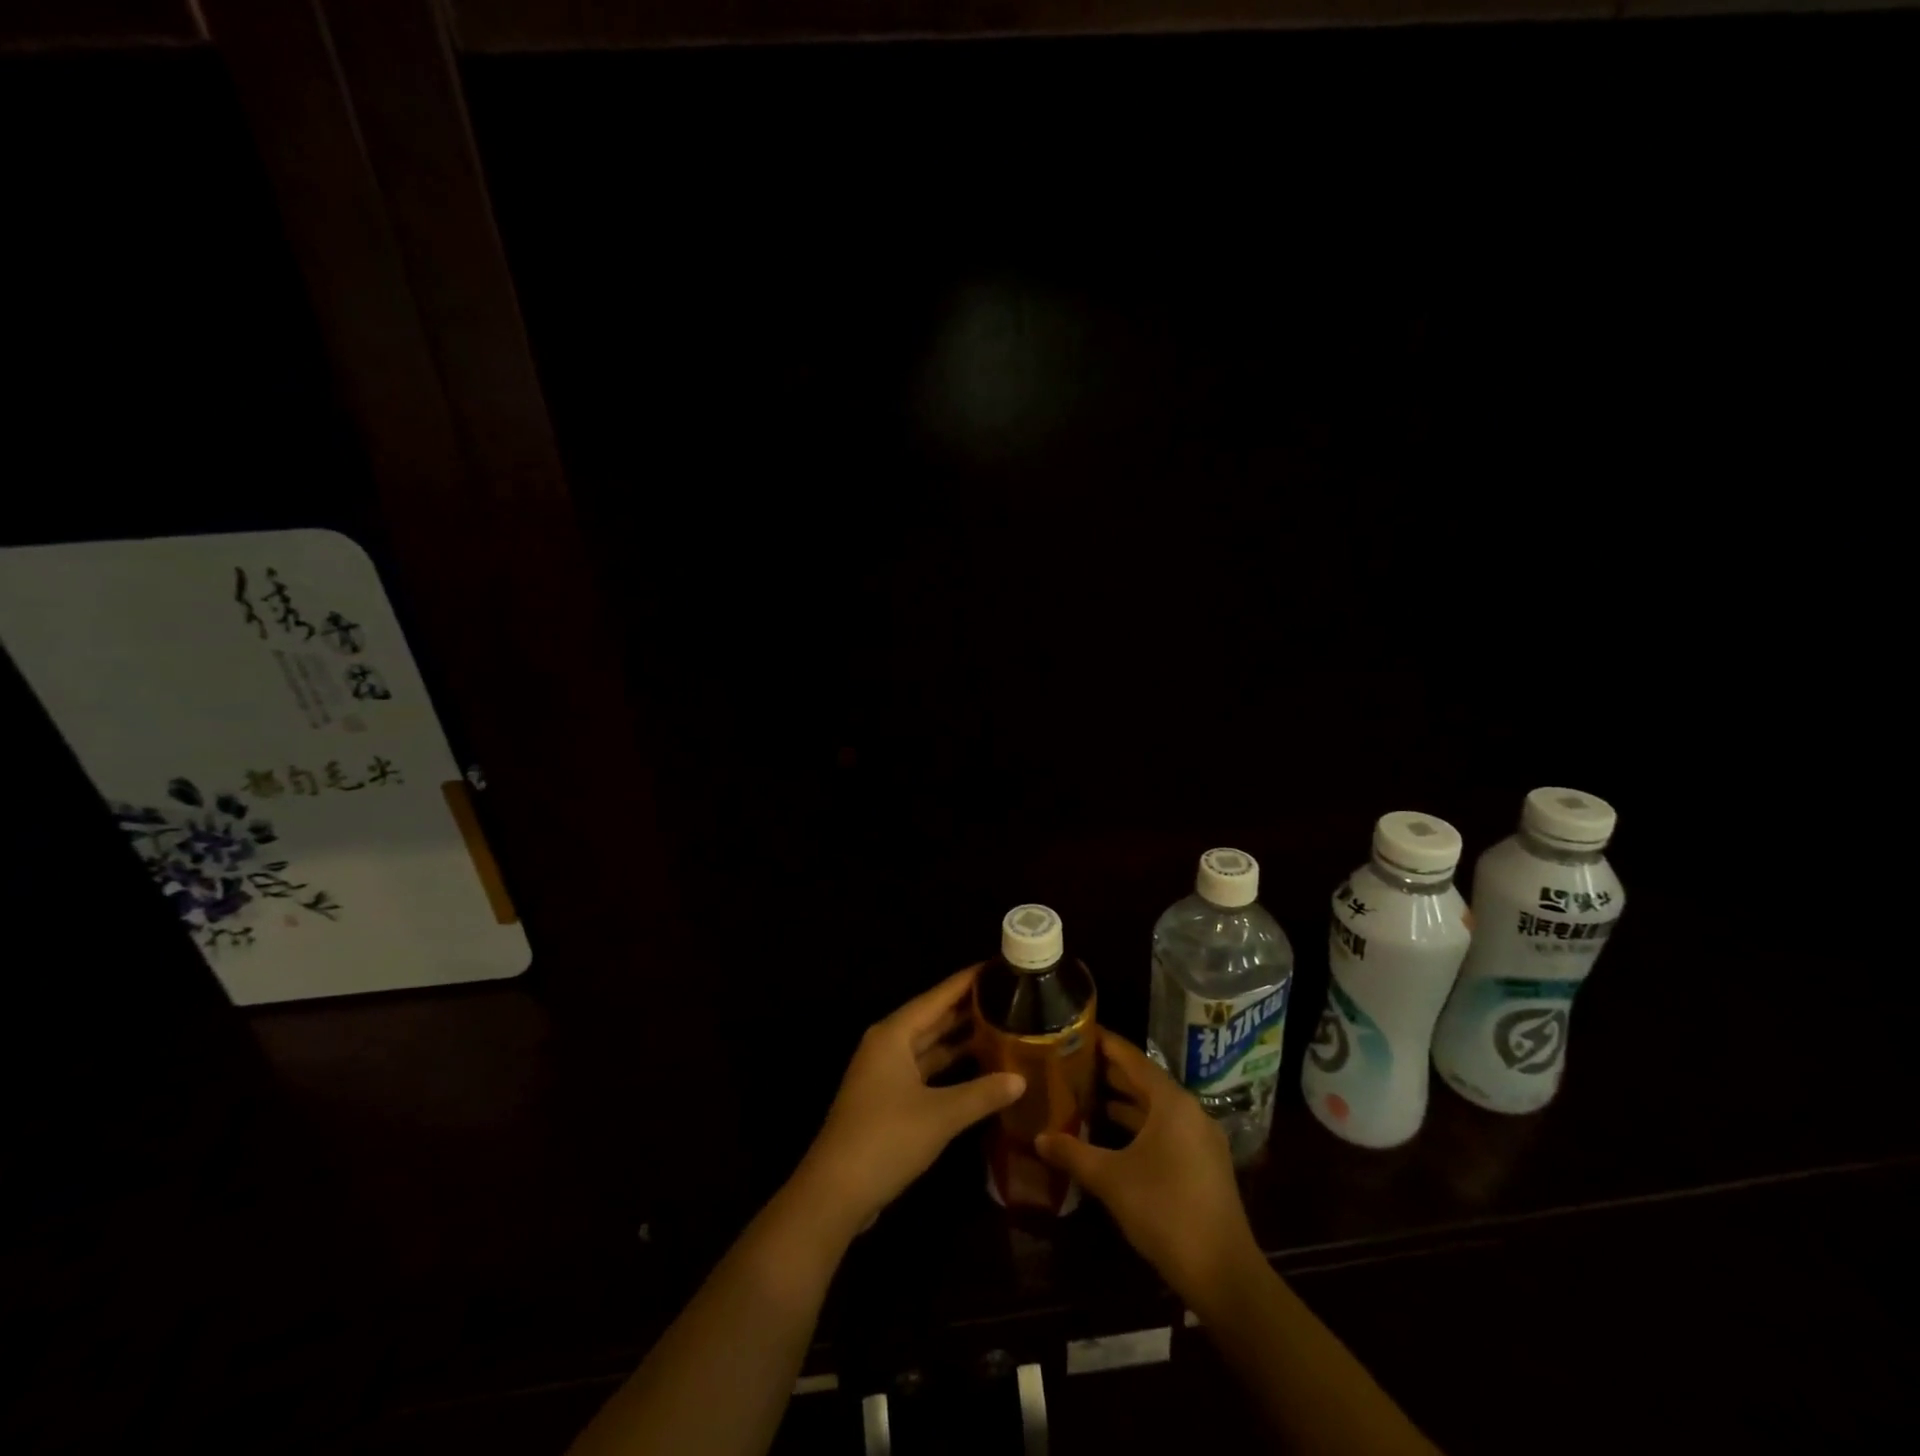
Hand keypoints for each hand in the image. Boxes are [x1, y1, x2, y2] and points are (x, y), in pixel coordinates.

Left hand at [793, 966, 1025, 1236]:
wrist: (835, 1193)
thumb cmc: (886, 1139)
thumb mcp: (941, 1115)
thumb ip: (982, 1093)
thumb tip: (1021, 1078)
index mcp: (893, 1034)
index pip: (937, 996)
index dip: (967, 981)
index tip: (998, 966)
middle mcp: (888, 1045)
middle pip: (933, 1017)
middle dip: (968, 1008)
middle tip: (1009, 996)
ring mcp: (885, 1073)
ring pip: (929, 1045)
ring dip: (960, 1038)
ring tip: (1002, 1025)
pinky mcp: (888, 1099)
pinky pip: (925, 1069)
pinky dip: (950, 1066)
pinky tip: (978, 1067)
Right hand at [1036, 1028, 1262, 1309]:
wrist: (1223, 1273)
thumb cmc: (1165, 1211)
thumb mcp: (1112, 1179)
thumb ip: (1074, 1153)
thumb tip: (1039, 1138)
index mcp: (1171, 1103)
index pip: (1133, 1059)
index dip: (1106, 1043)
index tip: (1080, 1030)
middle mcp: (1190, 1111)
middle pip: (1146, 1081)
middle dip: (1112, 1072)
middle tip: (1075, 1063)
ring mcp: (1201, 1139)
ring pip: (1157, 1108)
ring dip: (1126, 1102)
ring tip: (1089, 1096)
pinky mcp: (1204, 1164)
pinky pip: (1167, 1129)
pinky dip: (1141, 1126)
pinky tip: (1116, 1136)